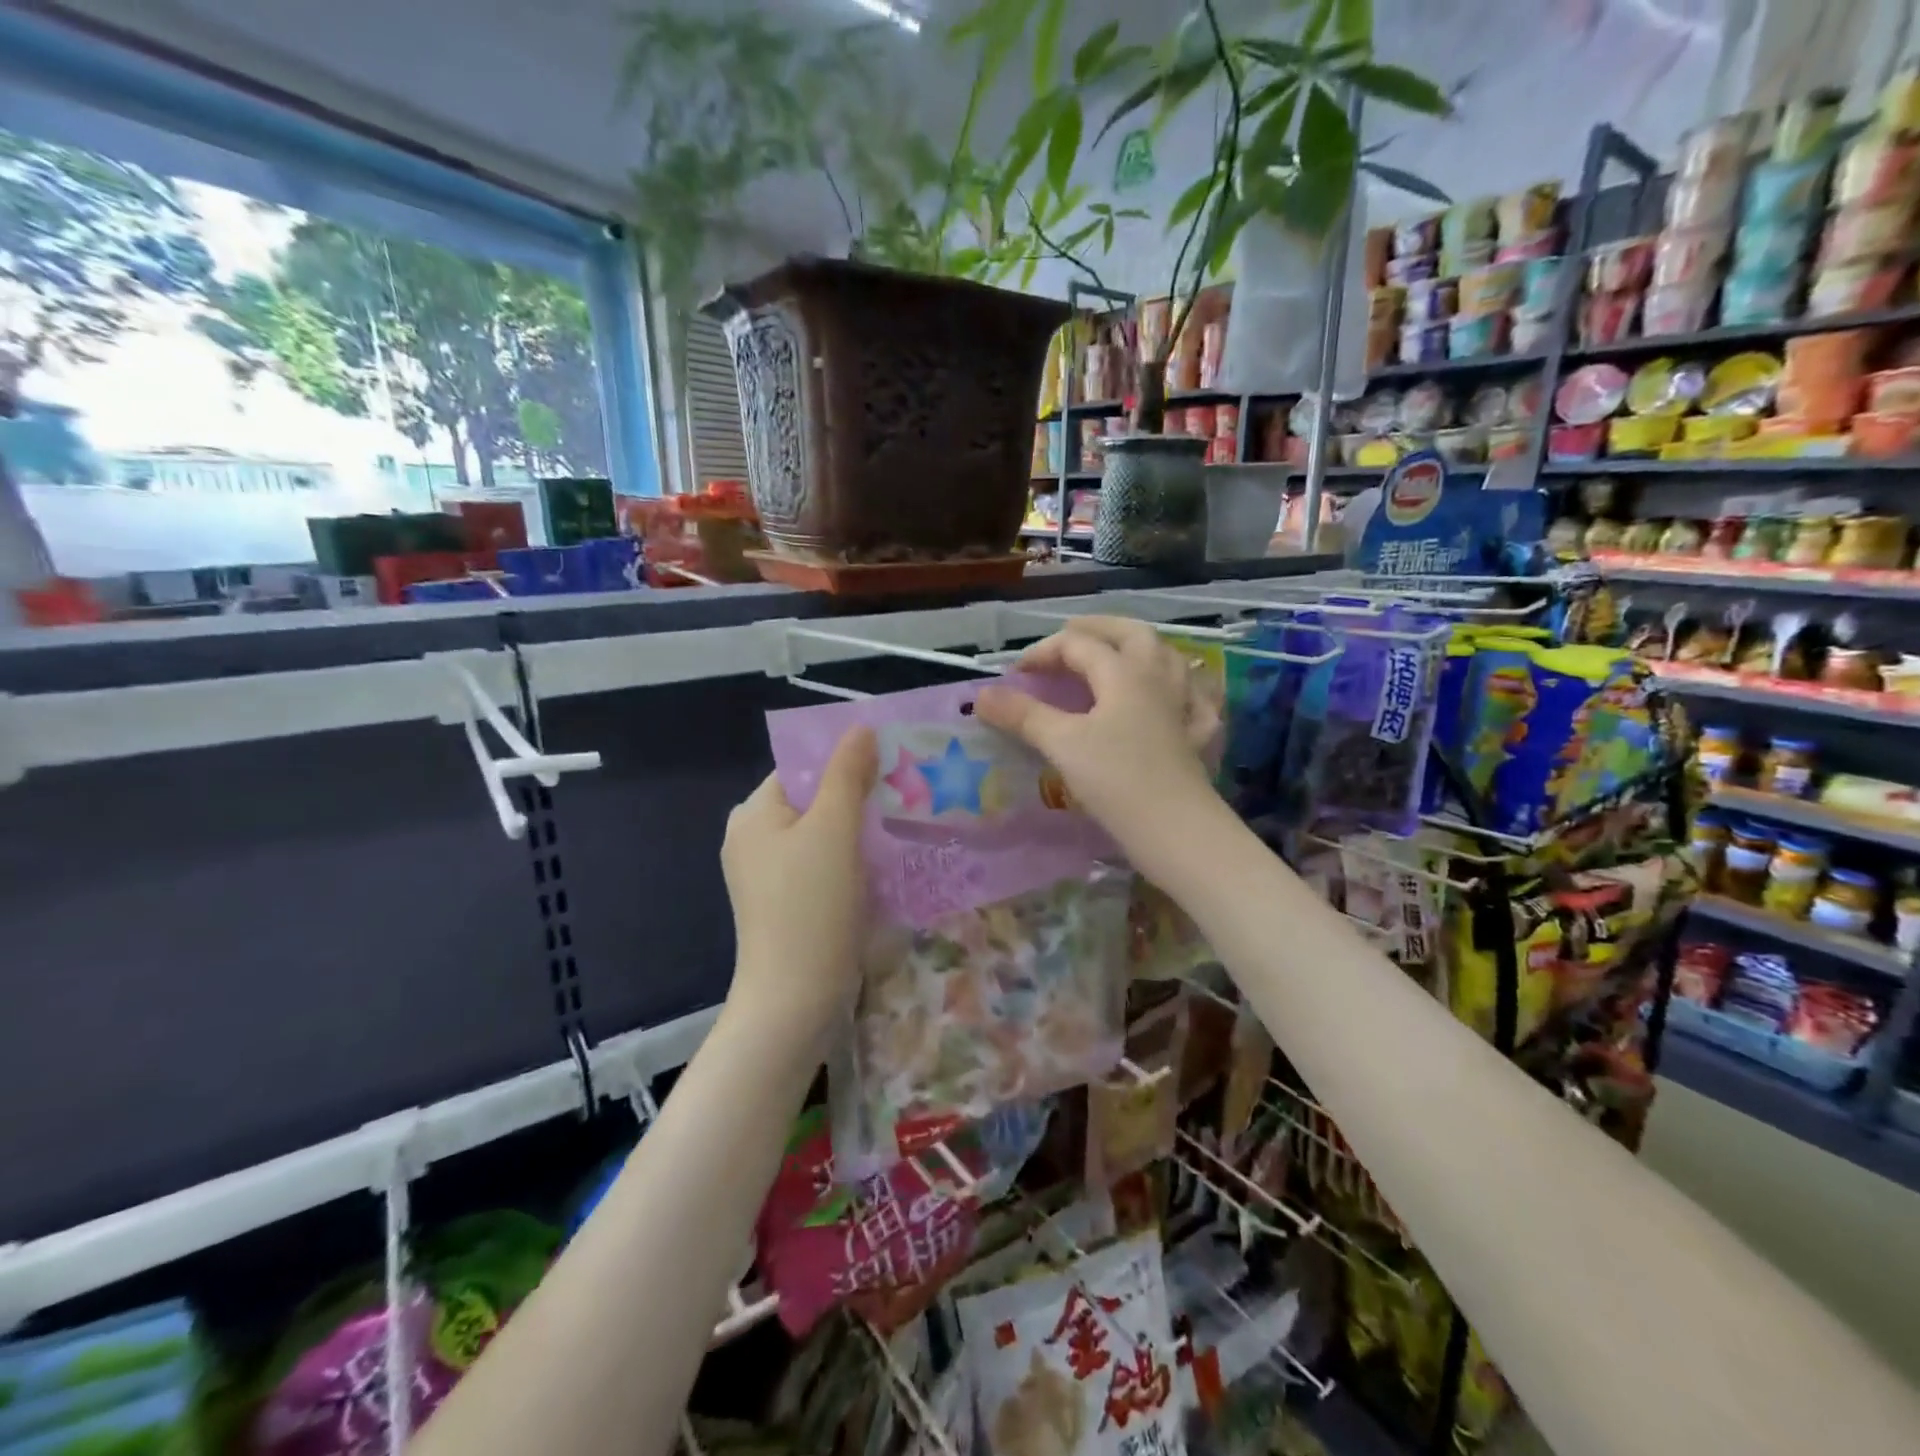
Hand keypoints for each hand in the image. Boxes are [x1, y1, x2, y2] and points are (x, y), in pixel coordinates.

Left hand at [720, 726, 877, 1045]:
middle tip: (908, 788)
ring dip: (862, 827)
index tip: (892, 758)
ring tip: (907, 819)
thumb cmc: (811, 905)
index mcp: (754, 814)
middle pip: (814, 799)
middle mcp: (755, 840)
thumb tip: (860, 728)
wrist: (796, 1000)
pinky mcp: (791, 905)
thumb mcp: (832, 829)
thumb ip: (847, 773)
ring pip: (825, 834)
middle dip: (859, 792)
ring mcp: (772, 877)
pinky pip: (826, 866)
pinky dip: (855, 859)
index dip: (844, 758)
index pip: (801, 767)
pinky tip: (889, 861)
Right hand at [975, 617, 1223, 866]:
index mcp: (1124, 673)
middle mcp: (1158, 678)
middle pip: (1133, 633)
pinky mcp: (1199, 736)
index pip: (1078, 644)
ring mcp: (1185, 705)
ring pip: (1170, 658)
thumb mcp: (1061, 744)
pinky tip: (1173, 700)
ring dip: (1140, 649)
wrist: (1177, 830)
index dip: (1043, 652)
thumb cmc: (1115, 780)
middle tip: (1071, 635)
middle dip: (1099, 628)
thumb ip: (1023, 715)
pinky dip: (1181, 689)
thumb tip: (982, 696)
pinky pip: (1196, 699)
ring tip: (1118, 657)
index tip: (1016, 675)